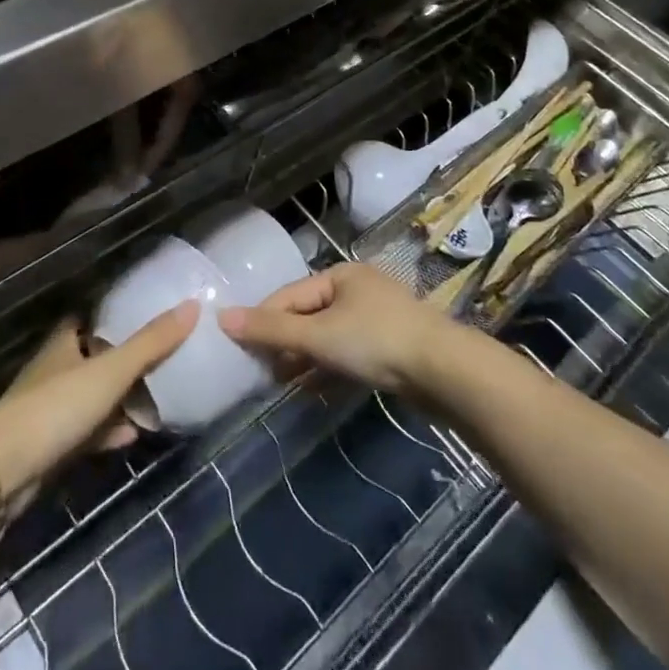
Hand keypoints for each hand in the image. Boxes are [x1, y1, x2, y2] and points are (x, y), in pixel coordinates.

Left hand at [0, 300, 197, 499]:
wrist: (6, 470)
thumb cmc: (58, 406)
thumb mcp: (111, 370)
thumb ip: (151, 342)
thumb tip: (192, 305)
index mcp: (65, 342)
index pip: (92, 320)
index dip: (118, 317)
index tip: (149, 315)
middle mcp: (57, 369)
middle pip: (95, 358)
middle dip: (125, 360)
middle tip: (163, 359)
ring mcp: (52, 408)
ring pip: (93, 397)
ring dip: (120, 399)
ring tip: (158, 398)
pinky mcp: (52, 445)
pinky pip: (89, 432)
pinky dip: (110, 432)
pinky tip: (135, 435)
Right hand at [219, 262, 447, 393]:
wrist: (446, 373)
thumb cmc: (376, 342)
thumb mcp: (318, 335)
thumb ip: (271, 329)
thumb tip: (222, 318)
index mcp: (340, 275)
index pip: (289, 295)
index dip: (263, 321)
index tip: (240, 349)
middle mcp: (357, 290)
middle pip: (308, 316)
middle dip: (285, 344)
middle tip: (262, 373)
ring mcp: (377, 319)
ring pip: (328, 338)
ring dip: (305, 361)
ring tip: (283, 386)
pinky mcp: (391, 349)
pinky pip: (348, 356)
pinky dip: (329, 371)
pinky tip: (314, 393)